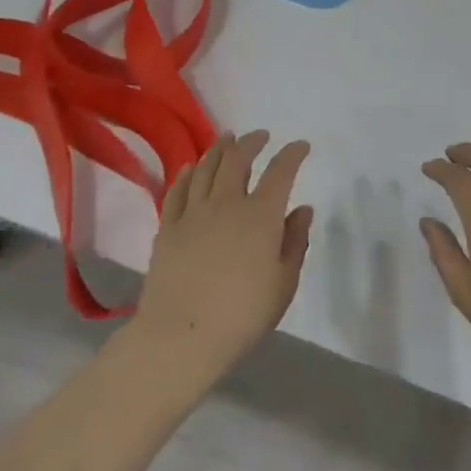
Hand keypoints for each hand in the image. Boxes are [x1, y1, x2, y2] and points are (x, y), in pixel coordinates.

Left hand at [131, 131, 313, 384]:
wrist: (182, 335)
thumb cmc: (243, 314)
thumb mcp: (284, 282)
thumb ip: (295, 241)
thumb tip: (302, 209)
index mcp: (261, 214)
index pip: (281, 171)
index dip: (292, 154)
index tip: (300, 146)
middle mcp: (227, 202)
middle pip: (238, 158)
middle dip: (252, 142)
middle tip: (260, 136)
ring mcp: (194, 212)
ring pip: (207, 167)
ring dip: (220, 148)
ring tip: (227, 139)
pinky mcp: (168, 227)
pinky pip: (178, 189)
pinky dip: (188, 173)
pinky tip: (192, 167)